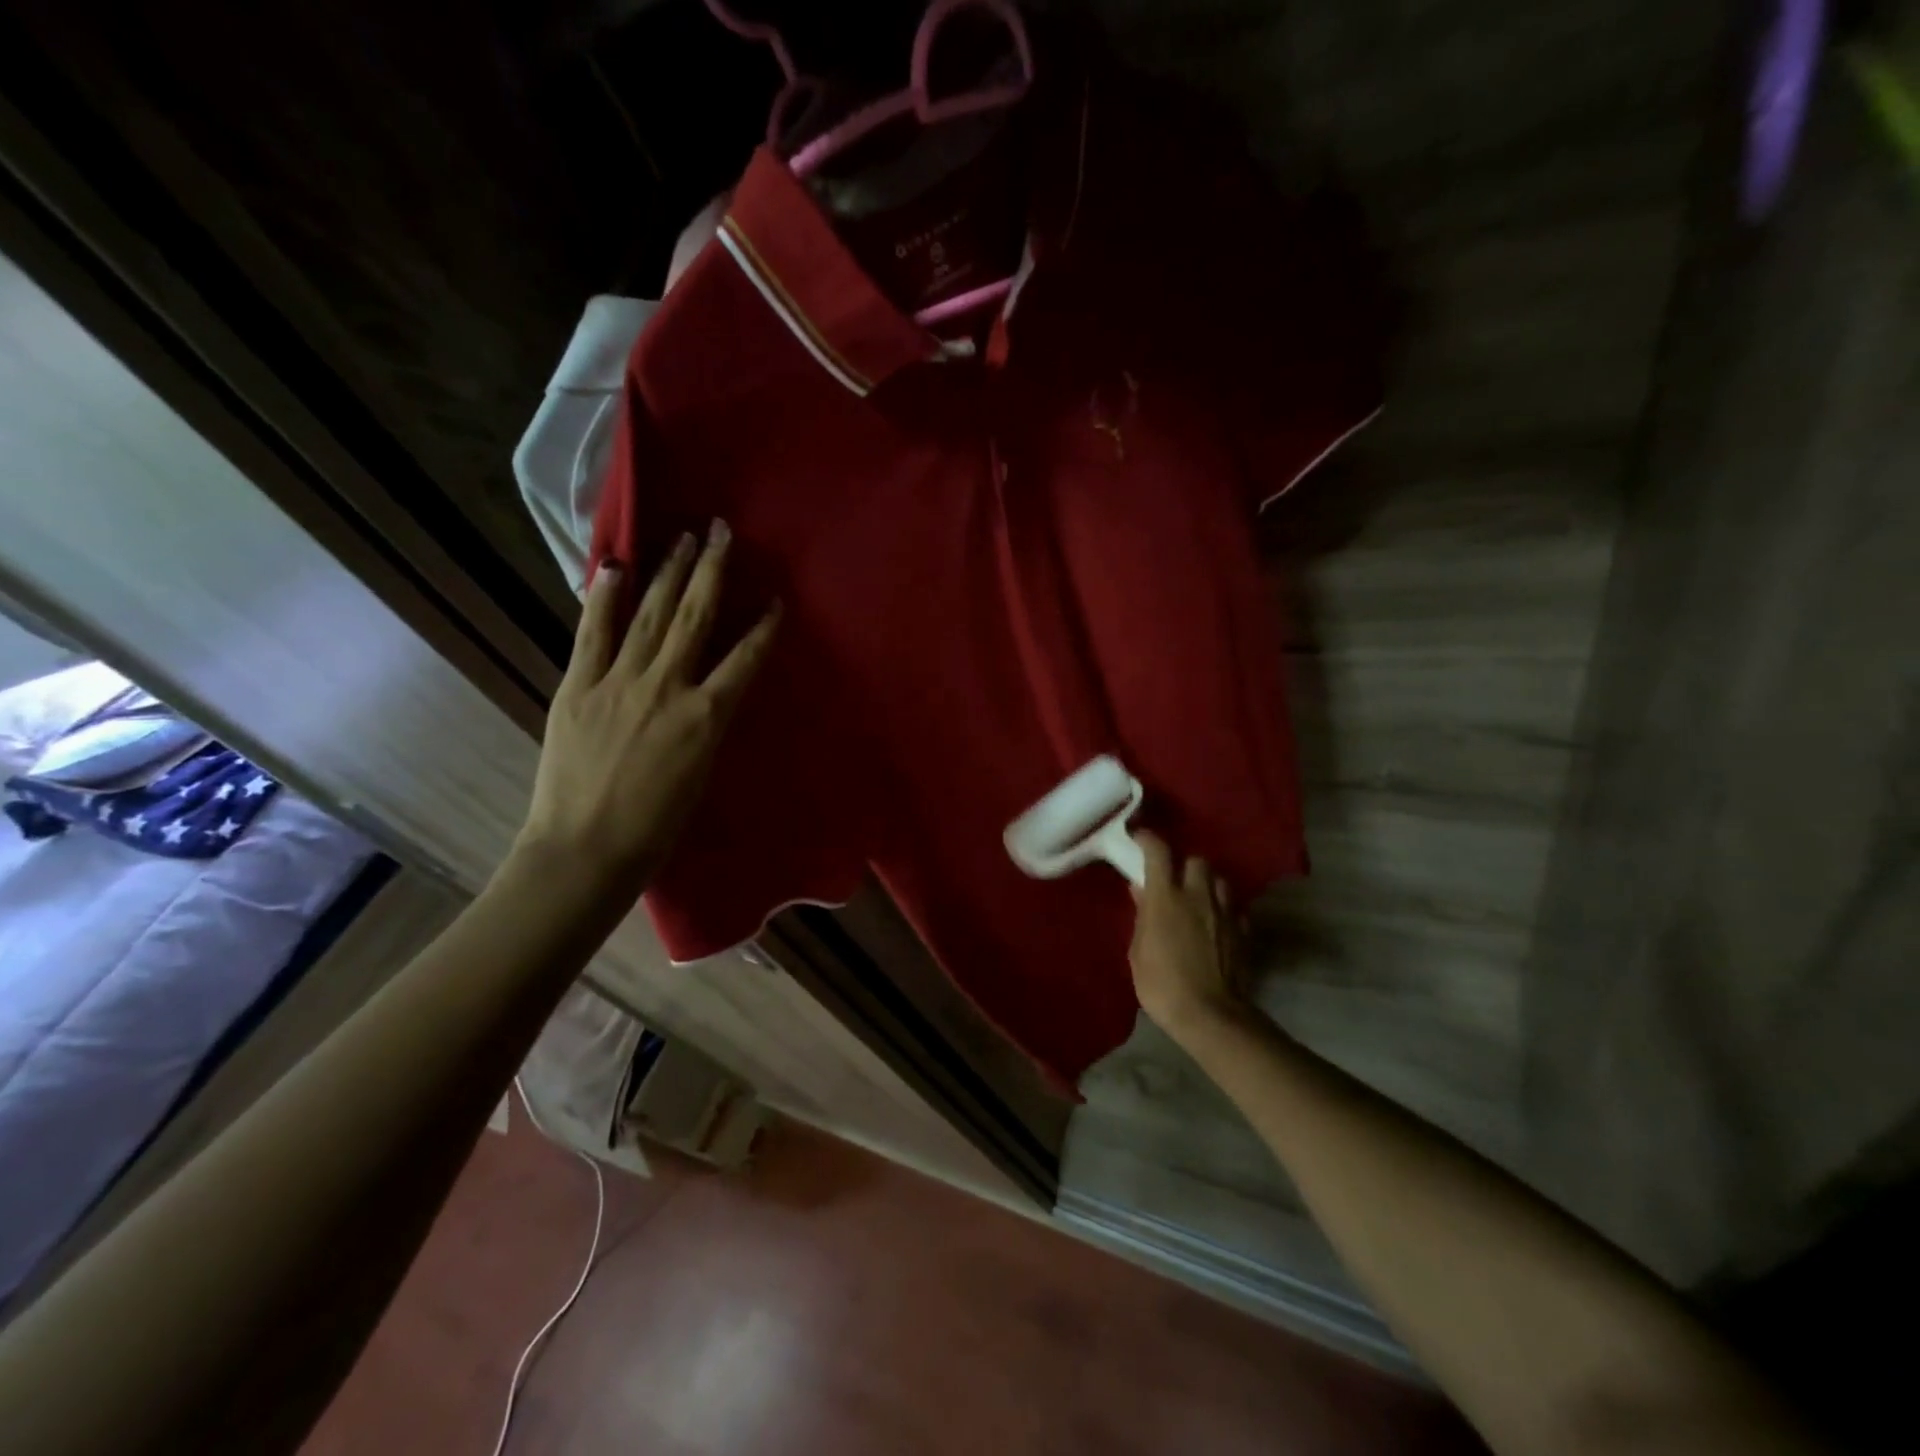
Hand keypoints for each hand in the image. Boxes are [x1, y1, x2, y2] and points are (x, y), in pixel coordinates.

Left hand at [514, 522, 778, 896]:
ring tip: (682, 537)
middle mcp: (667, 687)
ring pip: (650, 615)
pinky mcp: (578, 686)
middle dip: (712, 570)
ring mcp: (618, 682)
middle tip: (722, 530)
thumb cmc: (656, 829)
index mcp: (706, 718)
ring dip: (668, 572)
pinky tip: (616, 566)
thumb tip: (710, 693)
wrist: (585, 851)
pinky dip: (604, 598)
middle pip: (696, 617)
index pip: (745, 659)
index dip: (764, 626)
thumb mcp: (701, 774)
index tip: (776, 598)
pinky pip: (594, 633)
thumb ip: (707, 725)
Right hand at [1128, 832, 1255, 1047]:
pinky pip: (1235, 909)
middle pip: (1196, 861)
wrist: (1210, 1016)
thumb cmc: (1161, 984)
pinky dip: (1224, 911)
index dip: (1148, 840)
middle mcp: (1198, 895)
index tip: (1140, 840)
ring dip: (1208, 886)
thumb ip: (1142, 917)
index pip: (1158, 852)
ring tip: (1198, 901)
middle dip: (1185, 866)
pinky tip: (1216, 926)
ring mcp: (1225, 912)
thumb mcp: (1137, 952)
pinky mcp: (1244, 931)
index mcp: (1166, 897)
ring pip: (1220, 882)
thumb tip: (1142, 891)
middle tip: (1174, 882)